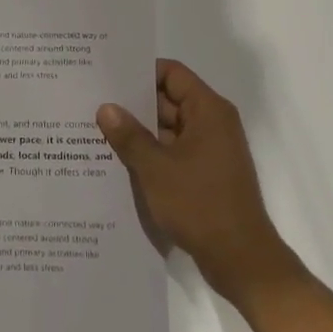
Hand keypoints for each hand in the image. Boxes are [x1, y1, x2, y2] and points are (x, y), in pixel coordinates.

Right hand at [97, 59, 290, 297]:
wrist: (240, 259)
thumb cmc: (200, 204)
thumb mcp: (156, 168)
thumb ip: (129, 135)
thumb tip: (106, 107)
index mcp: (208, 111)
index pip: (172, 73)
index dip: (140, 72)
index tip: (107, 76)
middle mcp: (212, 124)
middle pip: (168, 100)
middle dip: (132, 104)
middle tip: (92, 102)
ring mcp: (209, 150)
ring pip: (167, 129)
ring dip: (138, 132)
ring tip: (95, 131)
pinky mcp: (205, 174)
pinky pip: (172, 152)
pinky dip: (150, 153)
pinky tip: (117, 160)